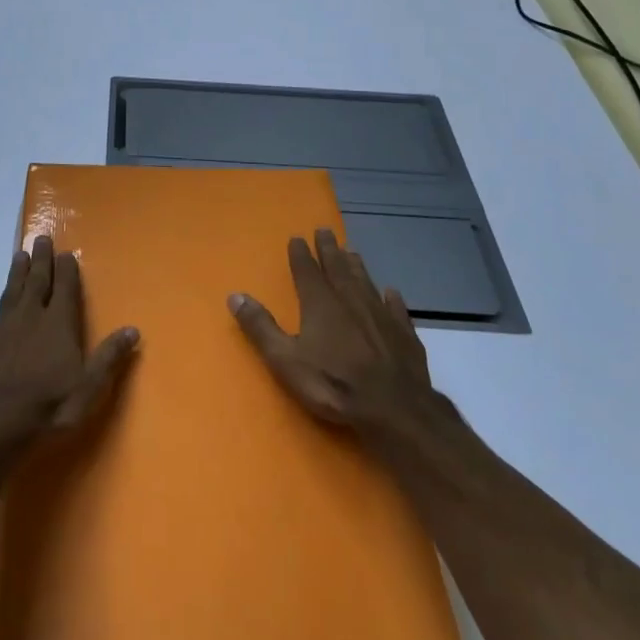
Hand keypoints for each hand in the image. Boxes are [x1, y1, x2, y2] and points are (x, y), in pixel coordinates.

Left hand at [0, 236, 139, 450]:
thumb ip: (109, 356)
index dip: (67, 270)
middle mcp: (29, 317)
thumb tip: (133, 329)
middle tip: (42, 238)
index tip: (67, 252)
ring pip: (9, 293)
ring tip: (19, 254)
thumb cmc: (49, 406)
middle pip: (37, 282)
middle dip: (41, 260)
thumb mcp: (89, 387)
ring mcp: (0, 329)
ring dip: (15, 274)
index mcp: (58, 324)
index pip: (65, 289)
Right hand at [229, 229, 444, 448]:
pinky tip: (392, 292)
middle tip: (325, 230)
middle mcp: (350, 300)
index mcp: (320, 303)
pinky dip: (392, 298)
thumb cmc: (334, 383)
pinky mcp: (404, 334)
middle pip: (337, 268)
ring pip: (365, 282)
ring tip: (352, 251)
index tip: (297, 237)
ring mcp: (380, 315)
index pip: (307, 270)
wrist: (394, 409)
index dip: (300, 253)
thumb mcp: (285, 360)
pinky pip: (396, 308)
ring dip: (356, 266)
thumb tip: (235, 296)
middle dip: (329, 249)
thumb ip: (260, 327)